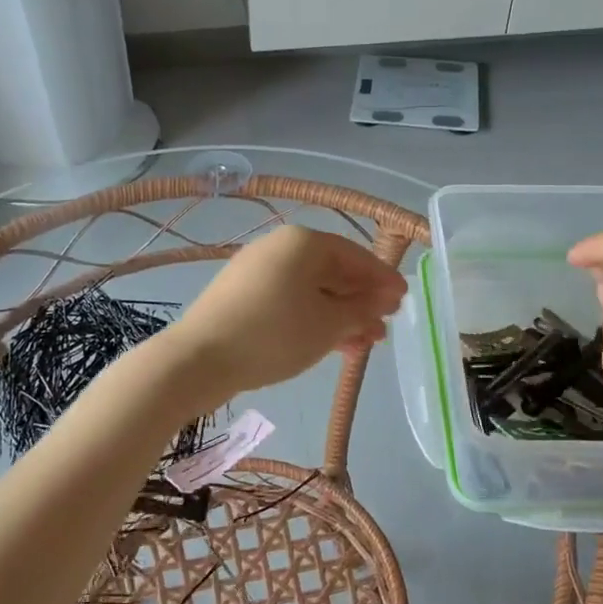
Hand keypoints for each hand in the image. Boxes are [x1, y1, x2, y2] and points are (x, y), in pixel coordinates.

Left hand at [162, 226, 407, 402]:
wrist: (198, 360)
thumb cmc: (274, 334)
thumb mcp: (328, 325)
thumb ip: (362, 310)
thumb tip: (384, 299)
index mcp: (303, 243)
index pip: (355, 255)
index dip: (382, 279)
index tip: (404, 300)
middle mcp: (279, 248)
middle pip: (332, 272)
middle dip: (361, 300)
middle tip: (386, 325)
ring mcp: (257, 272)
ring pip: (311, 290)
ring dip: (341, 315)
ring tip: (366, 343)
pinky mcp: (242, 298)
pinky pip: (289, 302)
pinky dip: (314, 319)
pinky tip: (332, 344)